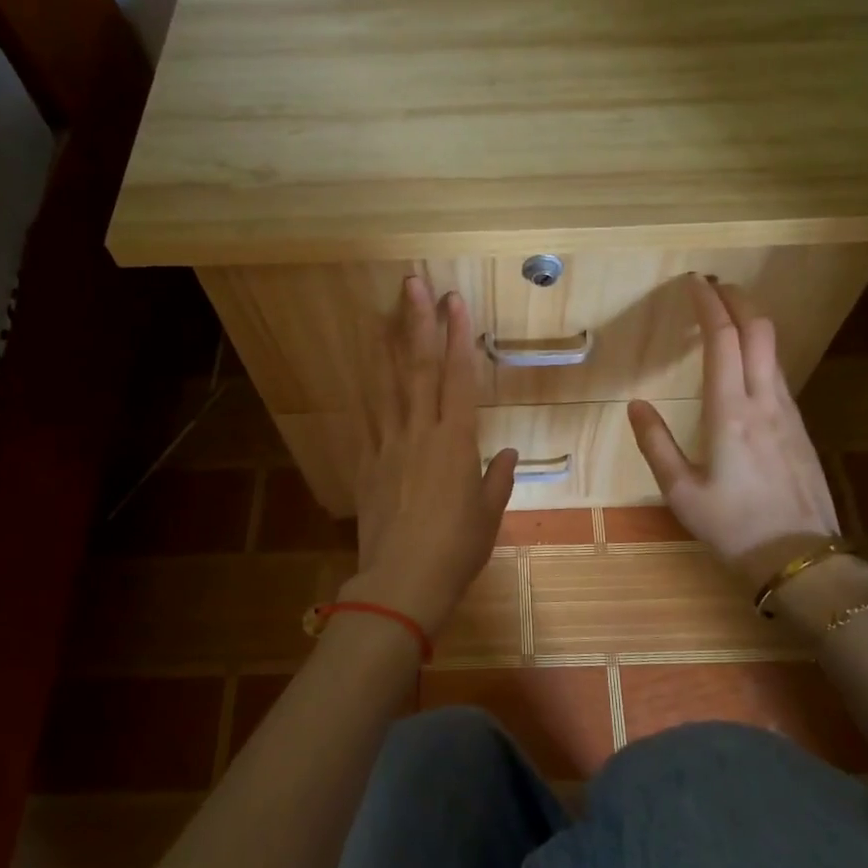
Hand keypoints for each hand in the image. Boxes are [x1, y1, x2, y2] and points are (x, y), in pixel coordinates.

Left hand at [347, 276, 517, 634]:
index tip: (454, 301)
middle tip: (413, 284)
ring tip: (382, 312)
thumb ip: (497, 478)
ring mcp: (388, 445)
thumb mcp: (488, 515)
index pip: (459, 377)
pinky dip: (365, 392)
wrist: (401, 583)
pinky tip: (361, 371)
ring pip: (388, 386)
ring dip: (387, 346)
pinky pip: (366, 419)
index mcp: (456, 442)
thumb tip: (506, 452)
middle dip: (418, 322)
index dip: (458, 336)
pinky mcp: (366, 463)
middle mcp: (421, 433)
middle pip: (419, 368)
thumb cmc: (456, 550)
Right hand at [627, 274, 846, 589]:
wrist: (802, 559)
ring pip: (773, 350)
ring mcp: (789, 413)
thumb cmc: (734, 527)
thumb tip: (635, 405)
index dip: (709, 305)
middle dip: (738, 299)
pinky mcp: (800, 428)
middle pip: (759, 331)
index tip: (695, 282)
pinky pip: (778, 373)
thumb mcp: (681, 492)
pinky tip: (746, 363)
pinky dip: (760, 351)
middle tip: (714, 286)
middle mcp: (765, 402)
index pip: (723, 340)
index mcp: (730, 413)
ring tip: (727, 315)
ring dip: (751, 323)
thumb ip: (655, 444)